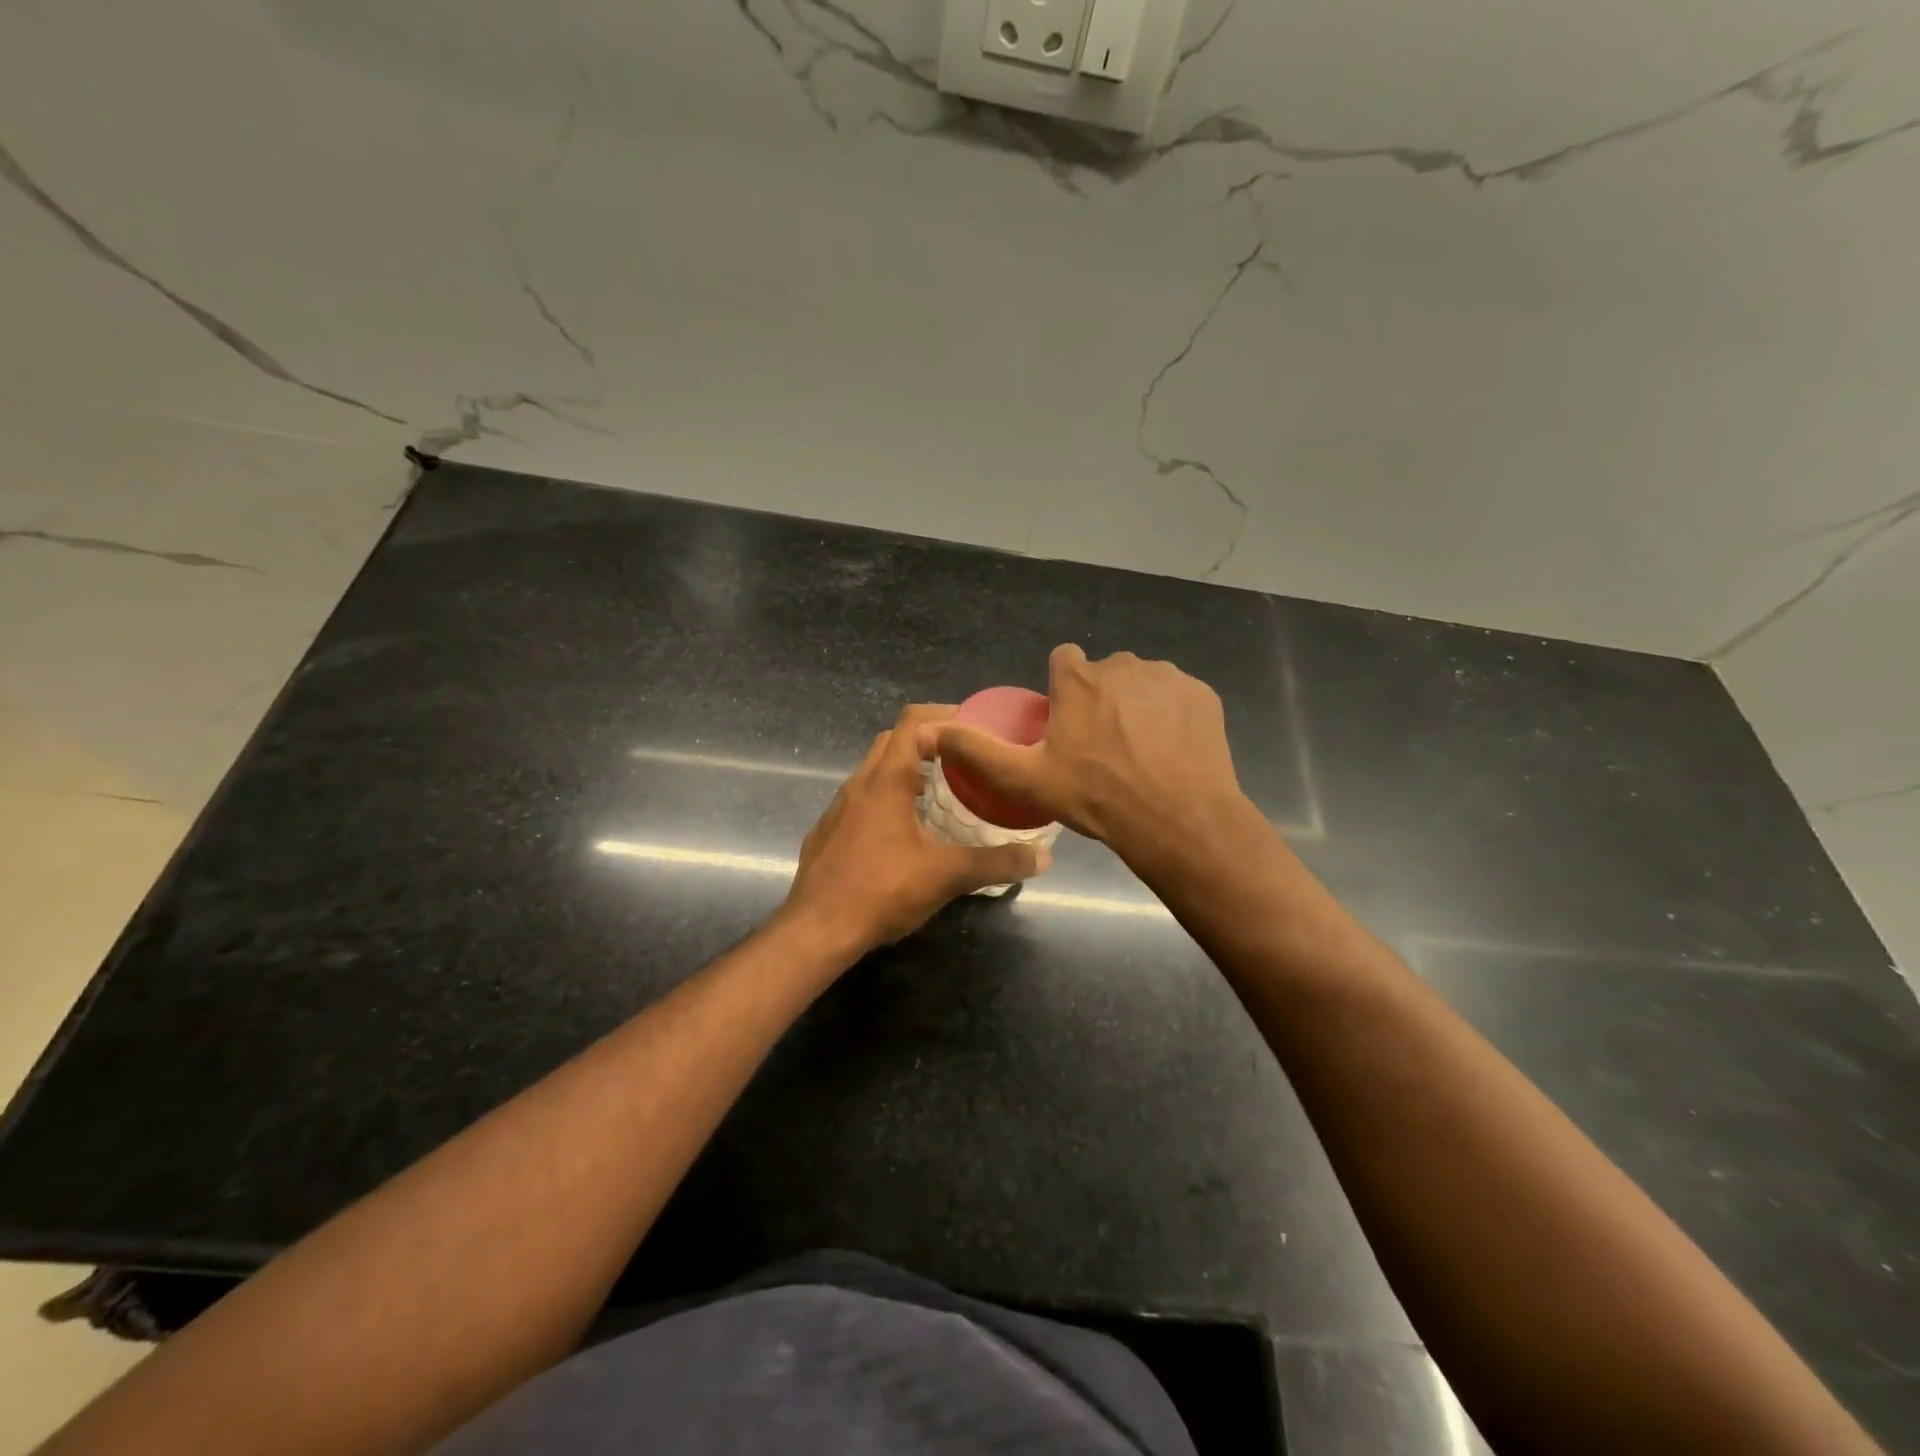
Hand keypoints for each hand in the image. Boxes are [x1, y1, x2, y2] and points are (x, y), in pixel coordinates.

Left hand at [781, 704, 1051, 954]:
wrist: (816, 931)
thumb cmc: (881, 891)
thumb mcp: (947, 876)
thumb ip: (996, 863)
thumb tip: (1043, 857)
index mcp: (886, 780)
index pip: (913, 721)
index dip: (944, 715)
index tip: (975, 728)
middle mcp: (858, 784)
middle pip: (893, 741)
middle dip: (928, 741)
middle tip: (964, 760)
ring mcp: (839, 807)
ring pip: (875, 771)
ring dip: (907, 772)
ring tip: (942, 794)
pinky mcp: (829, 831)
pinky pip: (862, 799)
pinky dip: (888, 799)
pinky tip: (906, 832)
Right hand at [931, 645, 1249, 864]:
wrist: (1178, 820)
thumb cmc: (1096, 797)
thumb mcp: (1026, 779)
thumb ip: (978, 750)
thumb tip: (932, 729)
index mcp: (1079, 678)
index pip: (1064, 660)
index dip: (1063, 691)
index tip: (1067, 725)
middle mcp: (1123, 664)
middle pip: (1104, 674)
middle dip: (1101, 701)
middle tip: (1102, 750)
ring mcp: (1168, 677)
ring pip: (1142, 684)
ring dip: (1137, 707)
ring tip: (1139, 755)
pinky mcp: (1202, 695)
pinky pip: (1177, 698)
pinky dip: (1172, 717)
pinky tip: (1171, 753)